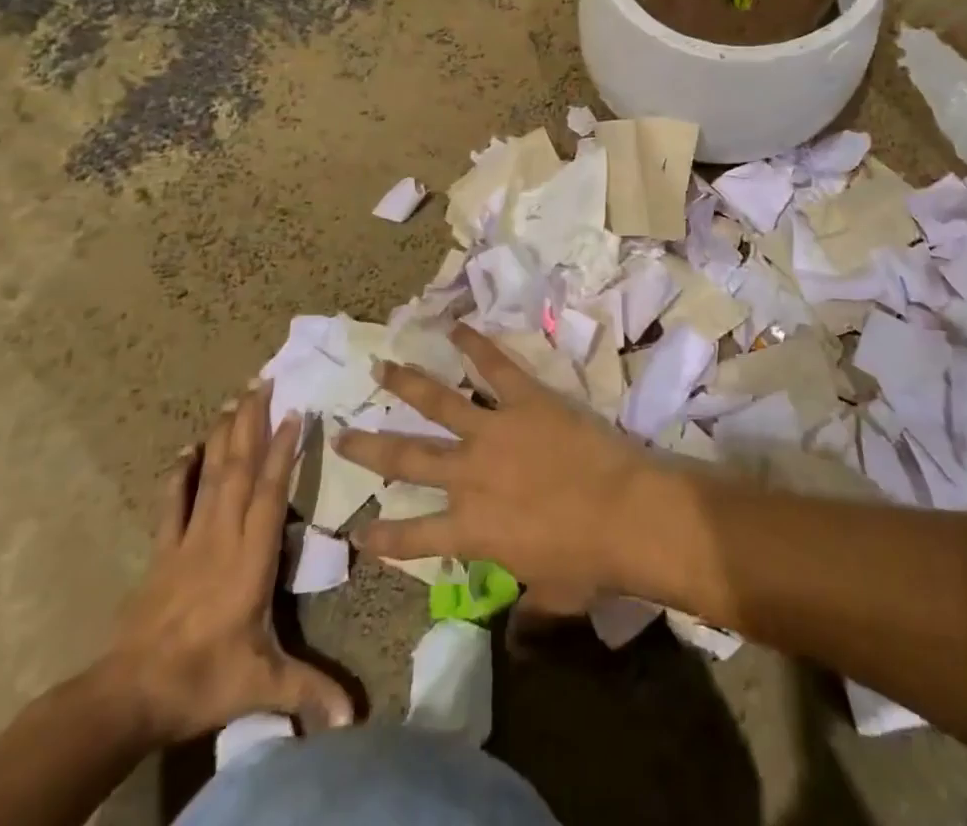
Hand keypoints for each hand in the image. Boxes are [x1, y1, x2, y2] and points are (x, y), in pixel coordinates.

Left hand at [99, 383, 352, 745]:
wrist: (127, 696)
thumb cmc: (202, 680)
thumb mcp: (261, 685)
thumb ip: (310, 691)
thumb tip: (357, 719)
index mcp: (250, 557)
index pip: (270, 491)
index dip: (284, 450)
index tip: (296, 411)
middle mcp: (222, 535)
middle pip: (239, 468)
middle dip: (253, 422)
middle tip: (263, 380)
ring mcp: (188, 540)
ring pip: (211, 475)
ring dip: (224, 435)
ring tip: (235, 398)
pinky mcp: (162, 552)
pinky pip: (172, 503)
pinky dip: (180, 473)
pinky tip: (187, 448)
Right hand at [335, 324, 669, 612]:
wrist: (625, 512)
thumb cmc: (589, 562)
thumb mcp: (553, 598)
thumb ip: (528, 614)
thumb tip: (517, 641)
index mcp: (471, 530)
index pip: (414, 537)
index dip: (383, 535)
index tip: (356, 530)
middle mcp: (469, 476)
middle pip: (408, 459)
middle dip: (370, 448)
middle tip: (340, 433)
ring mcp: (494, 431)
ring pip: (439, 402)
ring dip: (407, 383)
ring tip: (380, 367)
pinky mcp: (525, 399)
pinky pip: (494, 367)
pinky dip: (474, 345)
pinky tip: (455, 326)